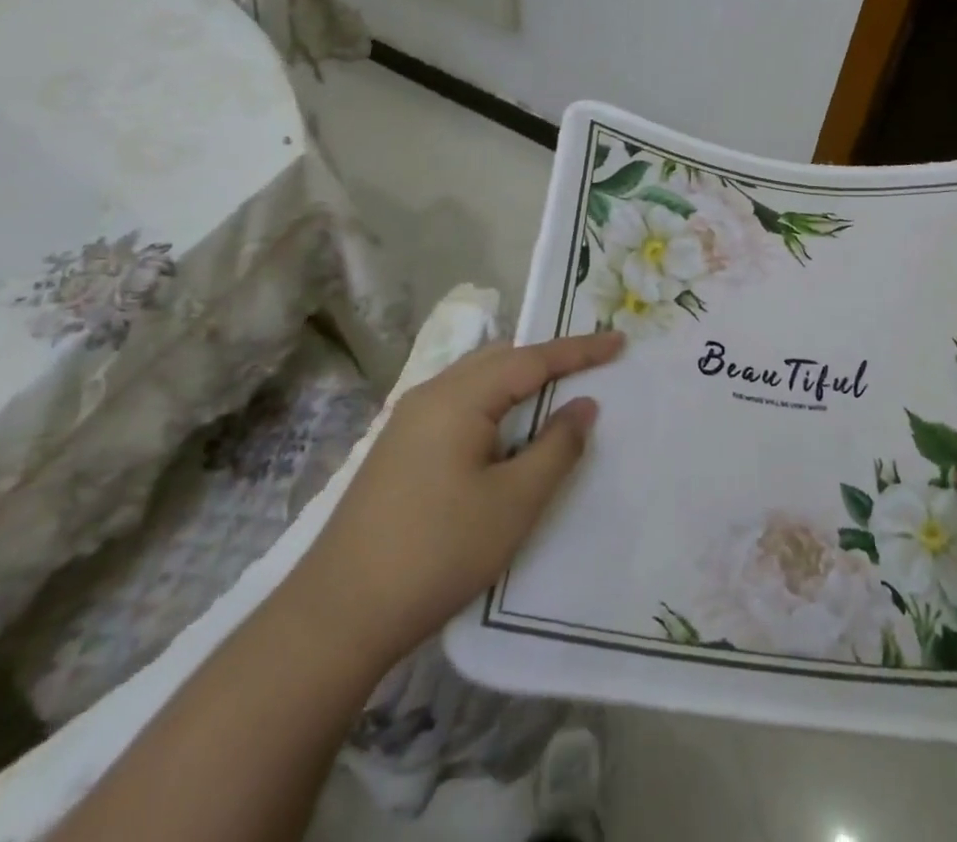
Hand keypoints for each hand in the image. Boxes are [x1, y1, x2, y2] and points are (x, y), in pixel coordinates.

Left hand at [289, 331, 624, 672]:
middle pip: (500, 359)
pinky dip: (494, 403)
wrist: (337, 615)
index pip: (531, 359)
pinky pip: (458, 404)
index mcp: (458, 398)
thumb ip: (557, 447)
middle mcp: (430, 395)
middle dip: (547, 358)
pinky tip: (505, 431)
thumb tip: (584, 406)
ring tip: (555, 392)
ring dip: (518, 381)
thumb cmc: (437, 552)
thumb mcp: (513, 503)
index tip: (619, 341)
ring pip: (476, 381)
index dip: (579, 350)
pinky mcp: (398, 449)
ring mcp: (408, 421)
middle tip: (590, 365)